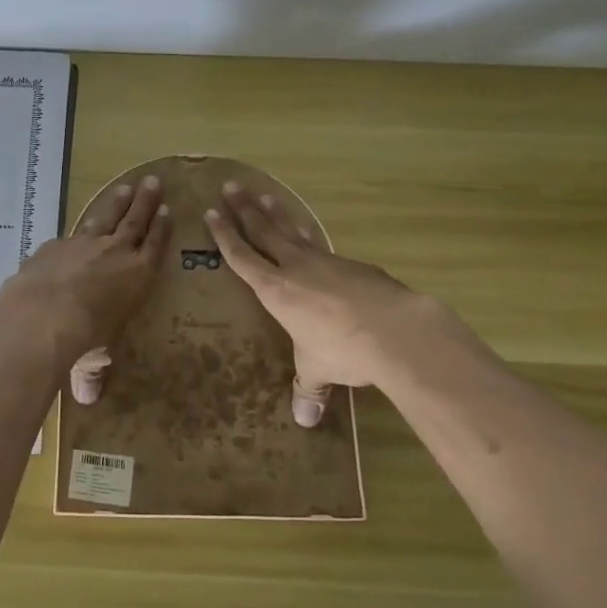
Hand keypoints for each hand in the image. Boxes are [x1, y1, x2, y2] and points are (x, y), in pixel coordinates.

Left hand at [0, 175, 169, 395]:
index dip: (162, 228)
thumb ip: (92, 374)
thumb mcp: (93, 360)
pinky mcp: (54, 245)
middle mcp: (115, 253)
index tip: (168, 210)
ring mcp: (83, 244)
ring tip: (127, 186)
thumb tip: (87, 400)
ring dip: (117, 202)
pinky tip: (73, 231)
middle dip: (145, 202)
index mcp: (137, 276)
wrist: (43, 316)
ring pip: (105, 216)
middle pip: (135, 221)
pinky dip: (77, 229)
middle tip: (154, 182)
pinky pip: (71, 233)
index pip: (155, 246)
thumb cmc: (83, 340)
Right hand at [203, 184, 473, 425]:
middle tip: (231, 186)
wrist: (395, 329)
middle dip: (244, 210)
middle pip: (264, 231)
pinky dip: (310, 235)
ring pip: (294, 231)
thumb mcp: (318, 370)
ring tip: (265, 195)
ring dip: (277, 213)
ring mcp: (327, 262)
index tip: (211, 212)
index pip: (242, 257)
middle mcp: (296, 268)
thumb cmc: (343, 350)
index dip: (224, 235)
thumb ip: (309, 389)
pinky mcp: (354, 265)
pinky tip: (311, 235)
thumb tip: (304, 421)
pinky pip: (322, 245)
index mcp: (275, 290)